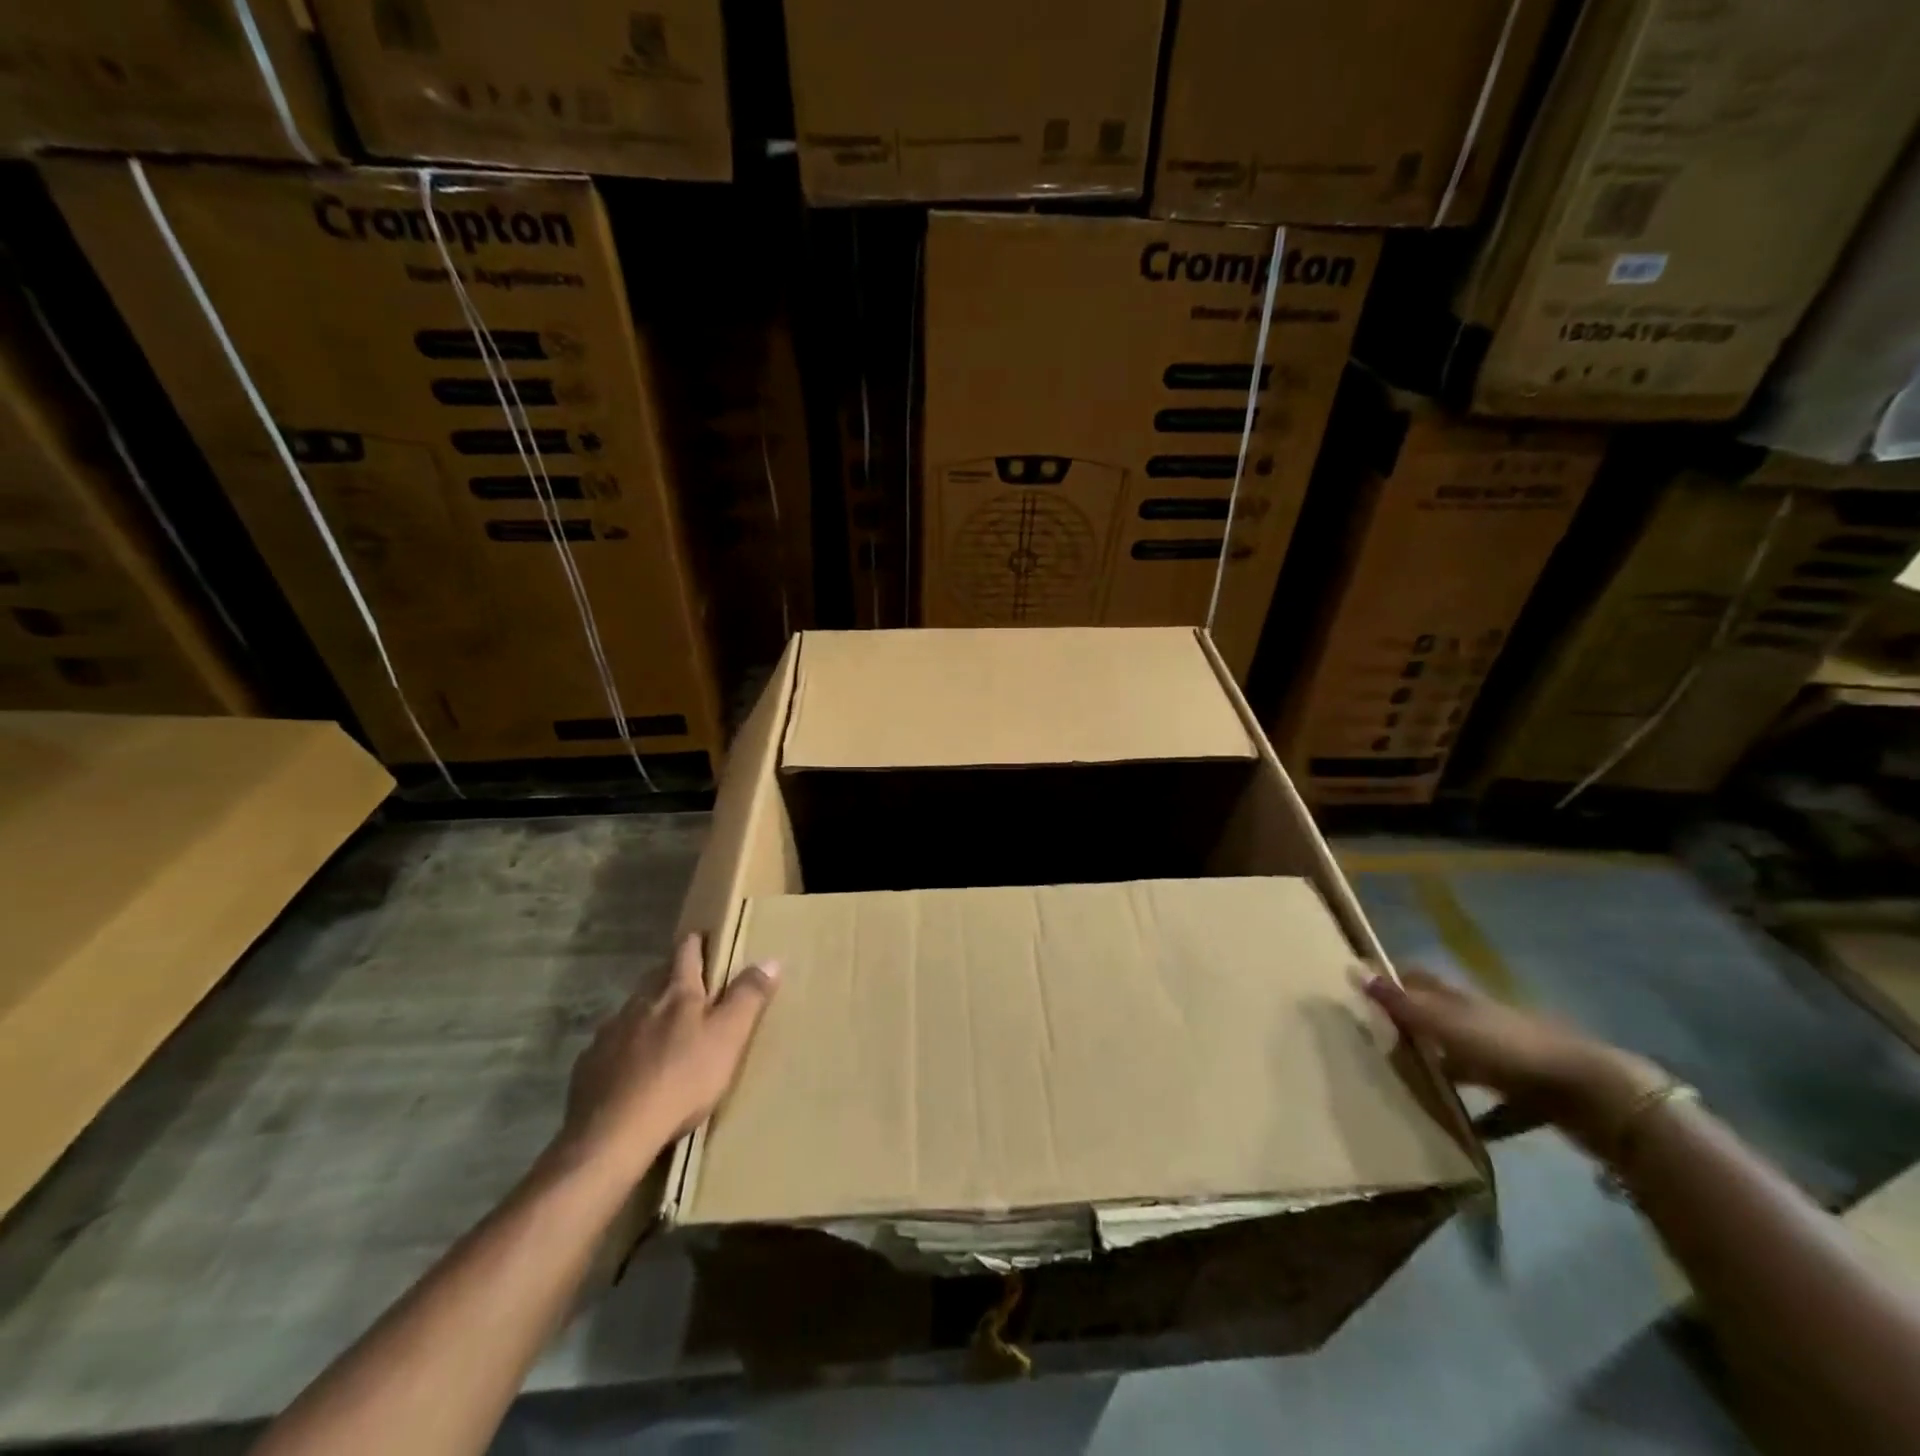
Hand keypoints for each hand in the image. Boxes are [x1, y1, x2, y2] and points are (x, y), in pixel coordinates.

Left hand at [559, 933, 777, 1177]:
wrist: (612, 1135)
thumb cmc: (681, 1080)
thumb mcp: (728, 1038)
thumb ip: (748, 998)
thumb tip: (770, 959)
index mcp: (677, 993)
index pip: (686, 953)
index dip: (696, 943)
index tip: (702, 937)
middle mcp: (639, 1003)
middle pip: (657, 978)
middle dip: (672, 977)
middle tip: (690, 986)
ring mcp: (609, 1033)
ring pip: (632, 1011)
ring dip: (648, 1014)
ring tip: (662, 1030)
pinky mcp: (588, 1066)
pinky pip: (611, 1046)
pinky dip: (625, 1048)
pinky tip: (632, 1069)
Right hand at [1365, 968, 1668, 1158]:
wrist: (1595, 1094)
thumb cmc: (1510, 1050)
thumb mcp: (1447, 1025)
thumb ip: (1402, 1004)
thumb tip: (1354, 971)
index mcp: (1461, 1000)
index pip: (1418, 979)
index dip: (1392, 980)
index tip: (1360, 990)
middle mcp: (1483, 1022)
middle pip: (1440, 1018)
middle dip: (1411, 1026)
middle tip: (1373, 1041)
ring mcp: (1510, 1058)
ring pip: (1466, 1059)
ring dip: (1442, 1068)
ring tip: (1407, 1086)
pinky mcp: (1532, 1095)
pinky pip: (1498, 1104)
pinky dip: (1481, 1115)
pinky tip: (1464, 1131)